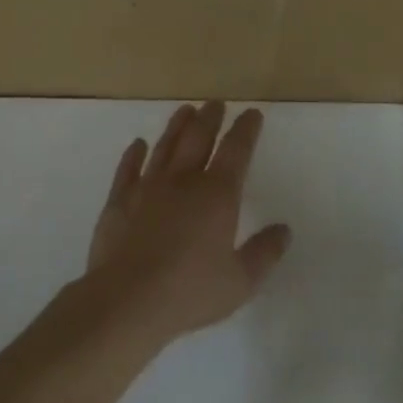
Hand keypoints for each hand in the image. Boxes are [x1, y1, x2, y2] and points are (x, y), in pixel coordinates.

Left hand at [84, 102, 292, 344]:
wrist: (127, 299)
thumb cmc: (190, 291)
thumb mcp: (240, 281)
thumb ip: (264, 253)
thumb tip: (284, 230)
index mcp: (218, 195)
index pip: (236, 151)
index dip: (246, 130)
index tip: (252, 114)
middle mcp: (183, 181)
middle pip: (198, 139)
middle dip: (210, 118)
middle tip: (215, 103)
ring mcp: (147, 187)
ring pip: (165, 147)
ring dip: (176, 127)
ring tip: (185, 110)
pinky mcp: (119, 201)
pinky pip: (128, 168)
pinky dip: (134, 153)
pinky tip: (138, 144)